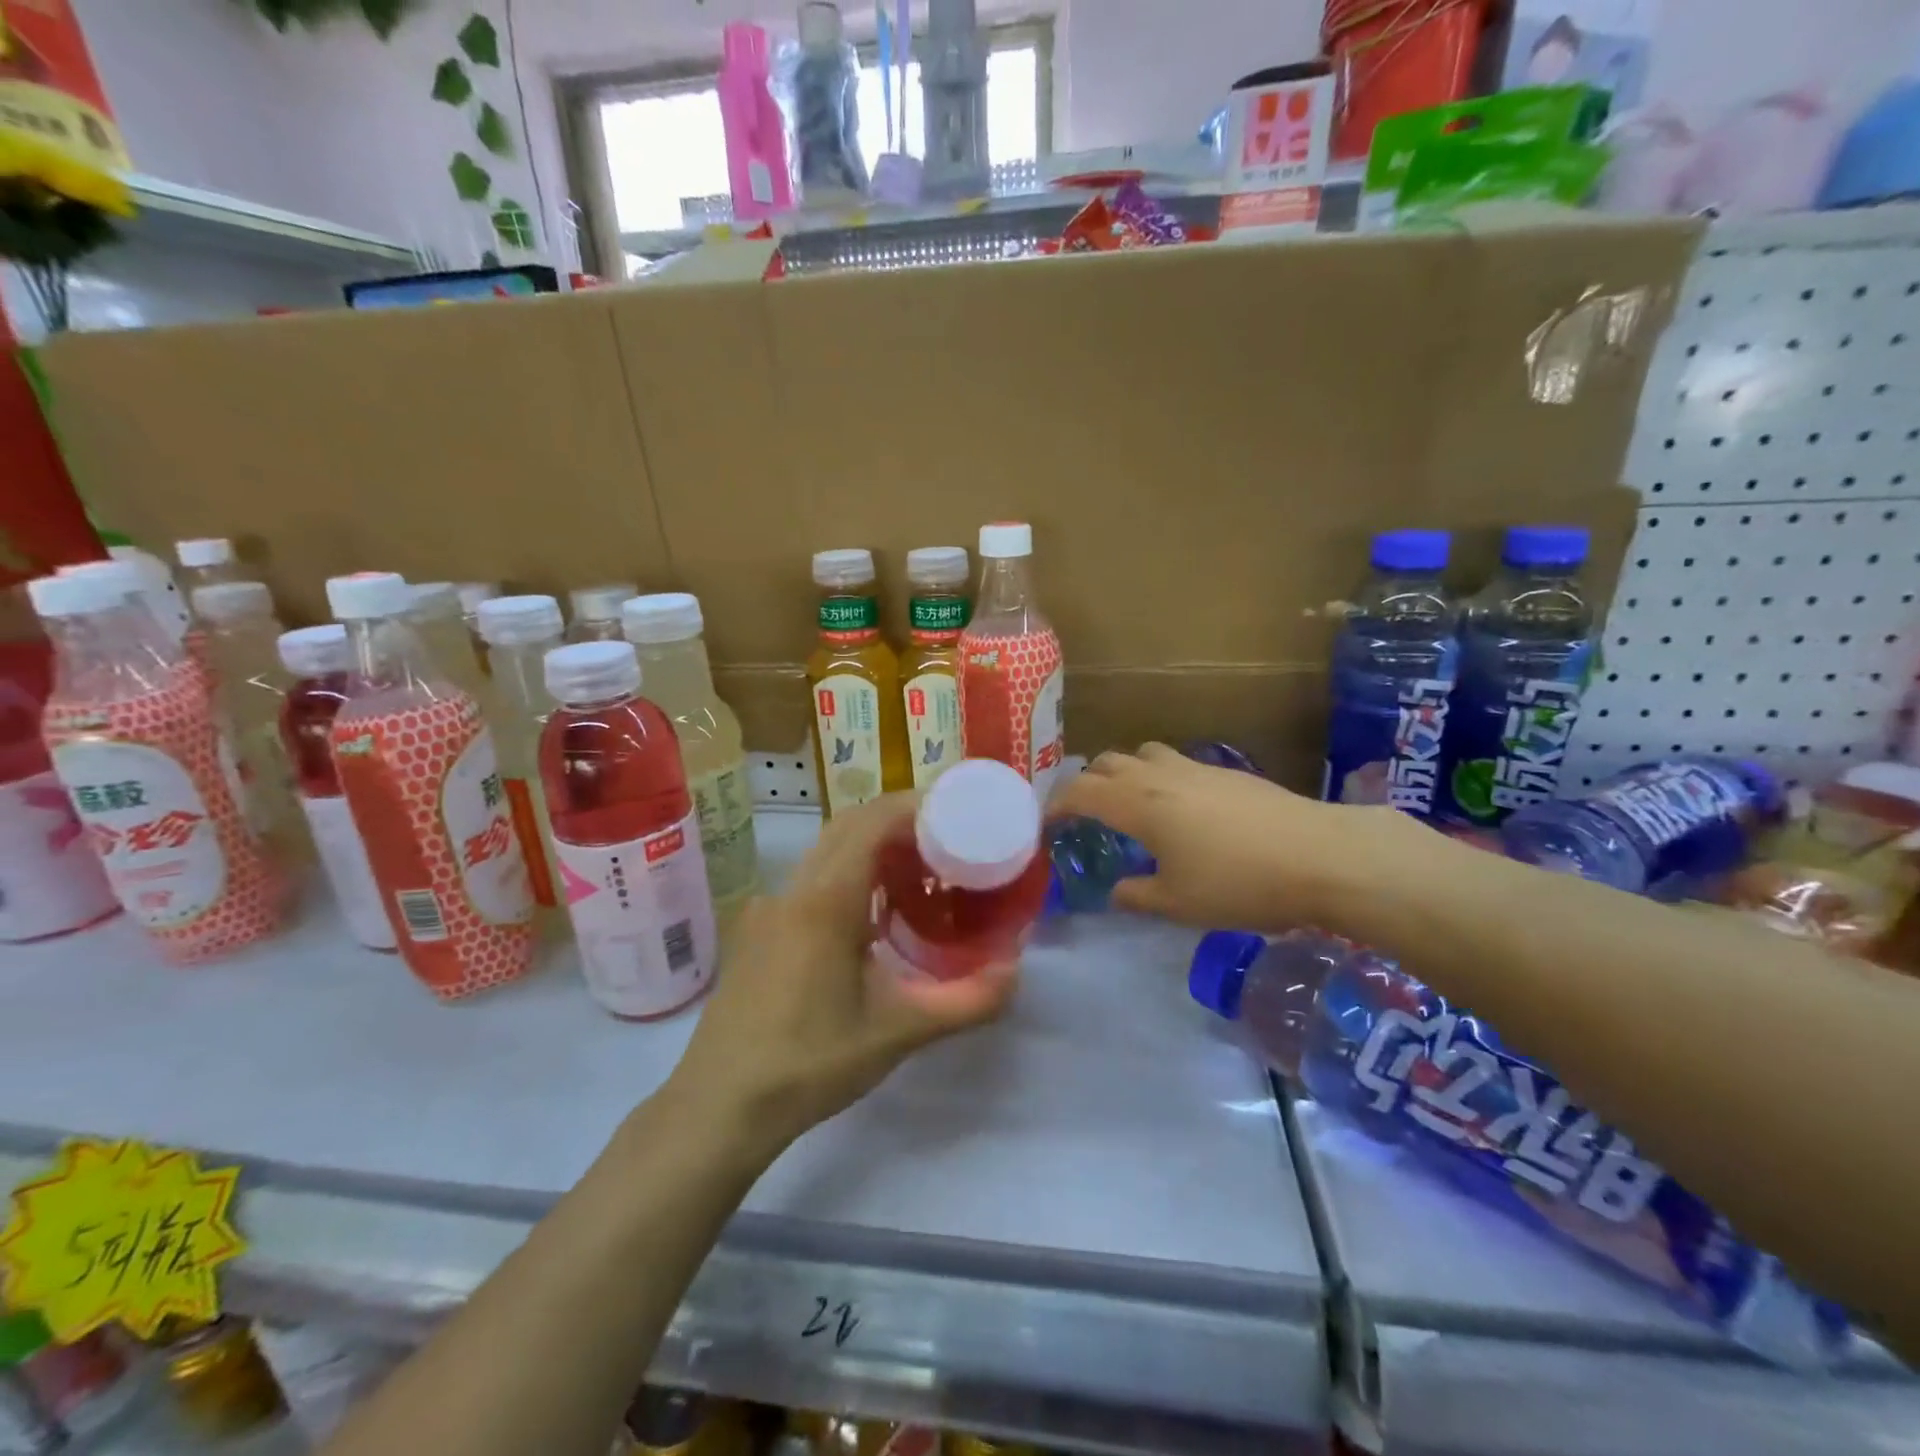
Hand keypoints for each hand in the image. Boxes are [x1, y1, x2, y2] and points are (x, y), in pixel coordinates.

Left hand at [668, 793, 1018, 1154]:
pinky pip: (809, 880)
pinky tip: (870, 917)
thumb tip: (1015, 972)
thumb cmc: (809, 1063)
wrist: (720, 1105)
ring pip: (825, 852)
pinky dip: (847, 874)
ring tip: (916, 873)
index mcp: (825, 901)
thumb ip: (964, 1001)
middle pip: (847, 827)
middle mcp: (793, 890)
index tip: (955, 813)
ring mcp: (769, 908)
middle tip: (946, 840)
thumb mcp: (896, 1034)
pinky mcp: (758, 930)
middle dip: (897, 821)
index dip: (913, 807)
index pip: (871, 823)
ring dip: (870, 847)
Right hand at [1051, 742, 1425, 932]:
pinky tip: (1180, 811)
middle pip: (1107, 763)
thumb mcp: (1179, 903)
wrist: (1322, 856)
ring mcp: (1196, 769)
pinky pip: (1175, 763)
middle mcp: (1159, 776)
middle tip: (1084, 815)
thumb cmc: (1240, 883)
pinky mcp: (1227, 772)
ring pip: (1142, 754)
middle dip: (1086, 784)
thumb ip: (1138, 895)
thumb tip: (1117, 891)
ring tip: (1130, 805)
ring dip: (1124, 773)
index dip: (1055, 806)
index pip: (1079, 792)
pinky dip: (1159, 777)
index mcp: (1138, 803)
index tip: (1046, 825)